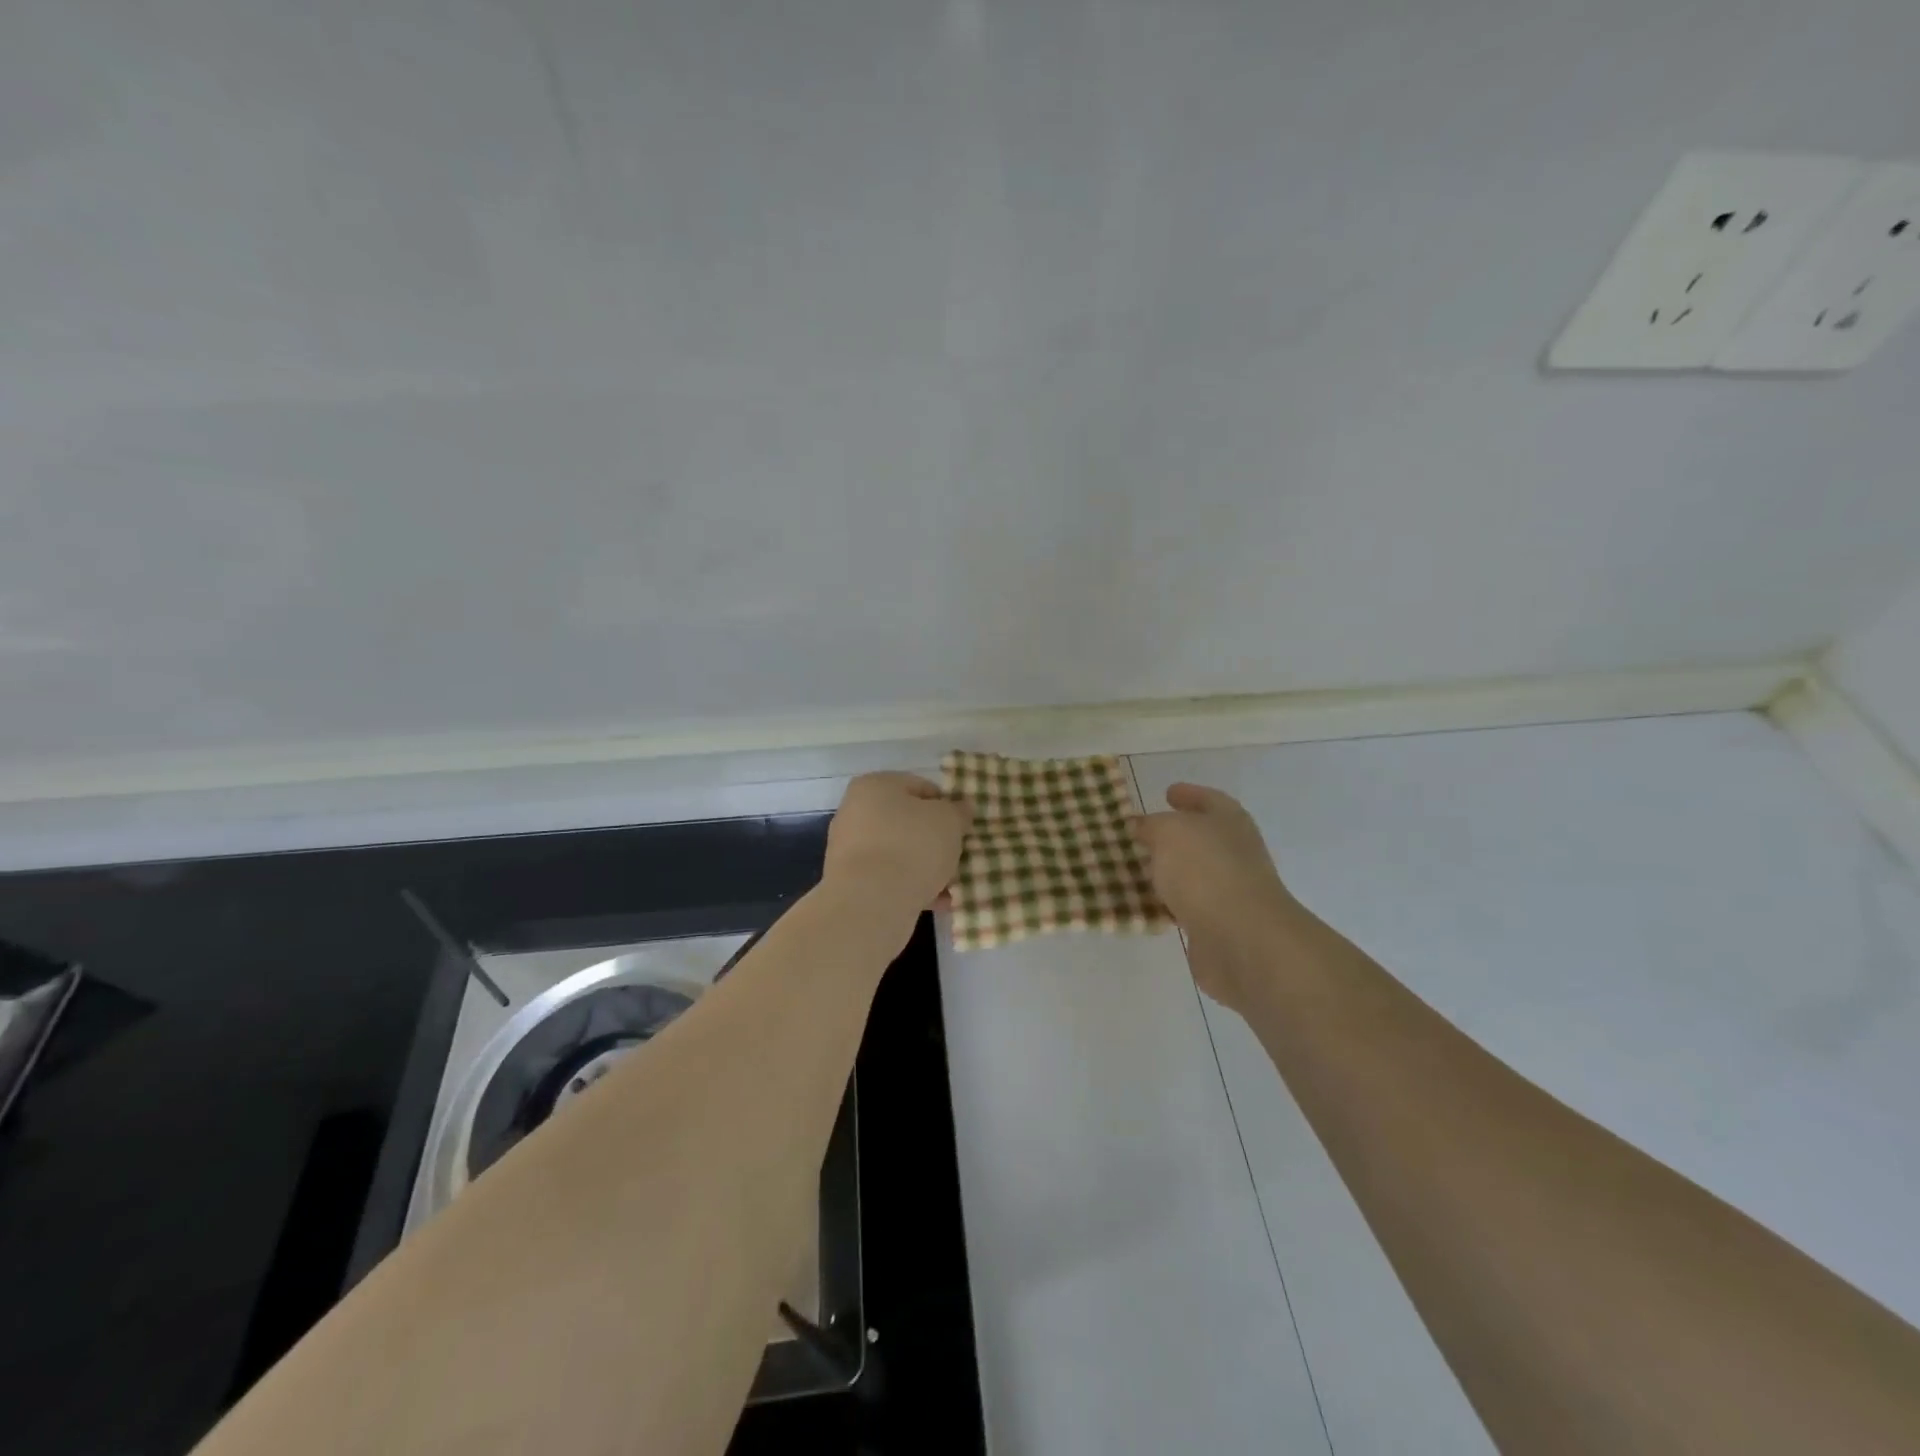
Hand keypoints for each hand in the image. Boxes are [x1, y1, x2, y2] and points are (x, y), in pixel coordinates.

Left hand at [824, 772, 972, 911]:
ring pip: (899, 852)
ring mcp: (849, 848)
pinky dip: (910, 886)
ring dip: (925, 866)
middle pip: (908, 822)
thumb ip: (959, 811)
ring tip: (951, 883)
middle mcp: (855, 811)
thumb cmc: (912, 847)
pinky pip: (888, 877)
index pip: (921, 787)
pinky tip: (936, 901)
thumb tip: (960, 808)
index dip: (947, 806)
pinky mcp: (849, 881)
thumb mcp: (949, 821)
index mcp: (875, 785)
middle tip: (959, 855)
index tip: (963, 827)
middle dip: (935, 839)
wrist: (871, 902)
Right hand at [1131, 783, 1299, 1010]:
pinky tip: (1144, 902)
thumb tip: (1143, 827)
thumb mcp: (1169, 832)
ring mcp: (1229, 890)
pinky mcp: (1218, 925)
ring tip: (1134, 867)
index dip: (1189, 794)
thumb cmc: (1206, 871)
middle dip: (1173, 835)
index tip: (1167, 792)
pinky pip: (1186, 906)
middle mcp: (1235, 852)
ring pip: (1192, 873)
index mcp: (1230, 821)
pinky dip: (1167, 902)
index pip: (1209, 799)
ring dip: (1167, 871)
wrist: (1241, 939)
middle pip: (1202, 837)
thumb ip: (1152, 825)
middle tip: (1141, 833)